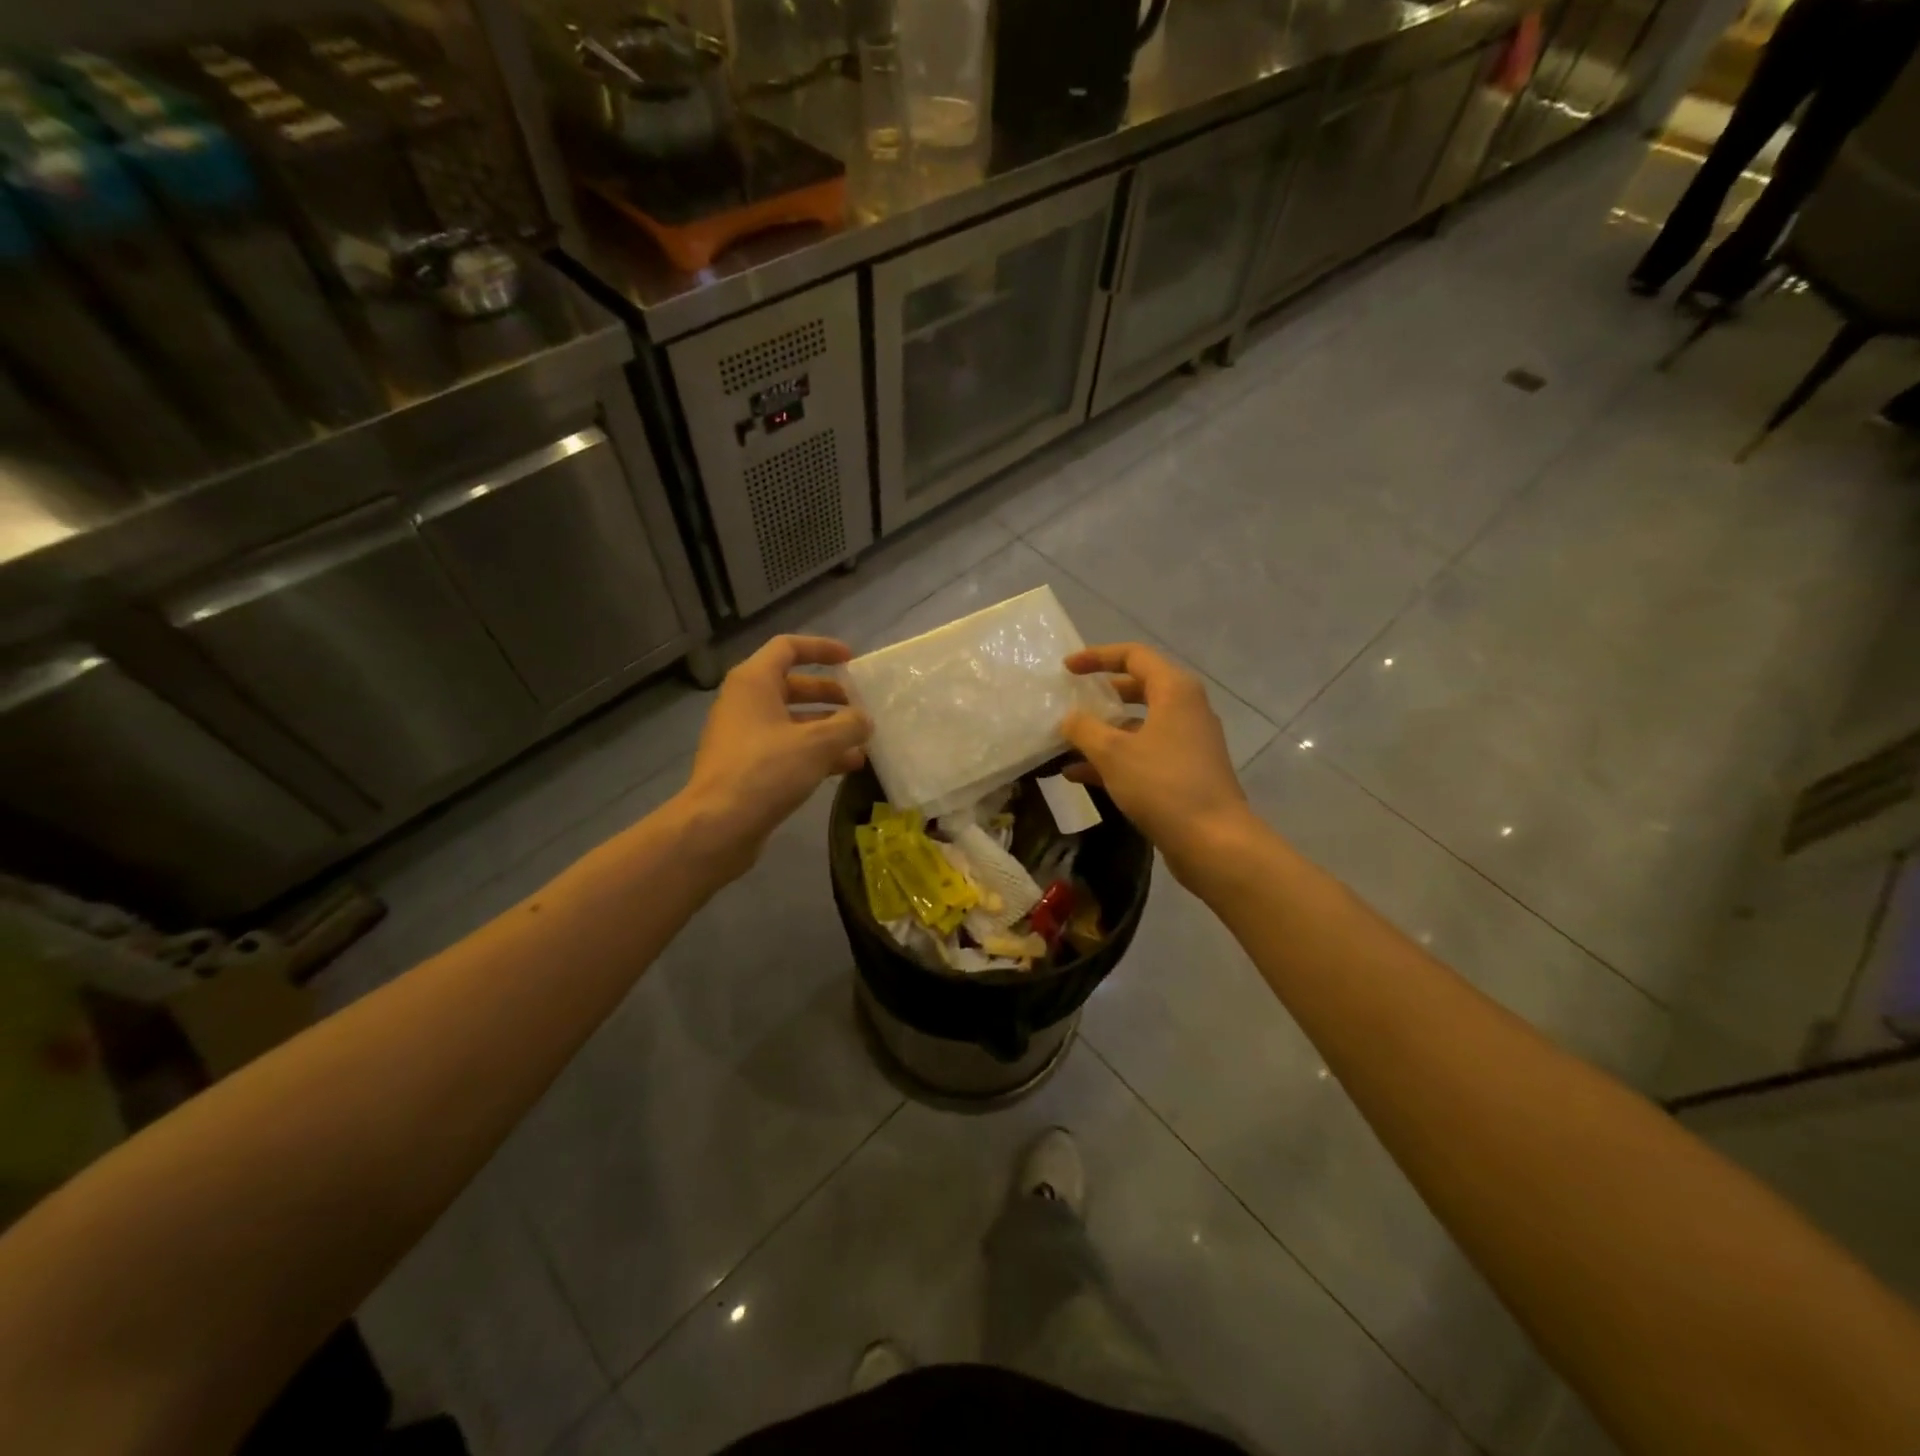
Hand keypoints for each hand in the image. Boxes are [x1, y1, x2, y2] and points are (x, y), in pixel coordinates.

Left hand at [675, 635, 871, 879]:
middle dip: (830, 696)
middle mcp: (745, 703)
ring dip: (828, 729)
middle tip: (860, 708)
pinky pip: (787, 748)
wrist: (718, 826)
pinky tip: (845, 768)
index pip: (788, 648)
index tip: (851, 661)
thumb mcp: (817, 743)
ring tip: (863, 744)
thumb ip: (848, 725)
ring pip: (793, 722)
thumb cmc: (766, 771)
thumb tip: (864, 720)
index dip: (821, 649)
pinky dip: (815, 753)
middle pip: (793, 686)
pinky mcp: (747, 767)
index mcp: (754, 682)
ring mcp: (744, 736)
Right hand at [1060, 643, 1253, 884]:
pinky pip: (1144, 753)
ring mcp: (1188, 742)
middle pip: (1139, 688)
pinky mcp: (1185, 772)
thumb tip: (1069, 719)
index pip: (1134, 656)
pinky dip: (1115, 758)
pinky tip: (1078, 775)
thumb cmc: (1162, 785)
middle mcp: (1186, 709)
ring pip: (1139, 725)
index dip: (1098, 657)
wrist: (1213, 841)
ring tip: (1067, 742)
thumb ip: (1084, 729)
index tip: (1067, 669)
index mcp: (1175, 691)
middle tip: (1072, 699)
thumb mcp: (1113, 753)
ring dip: (1104, 732)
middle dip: (1102, 694)